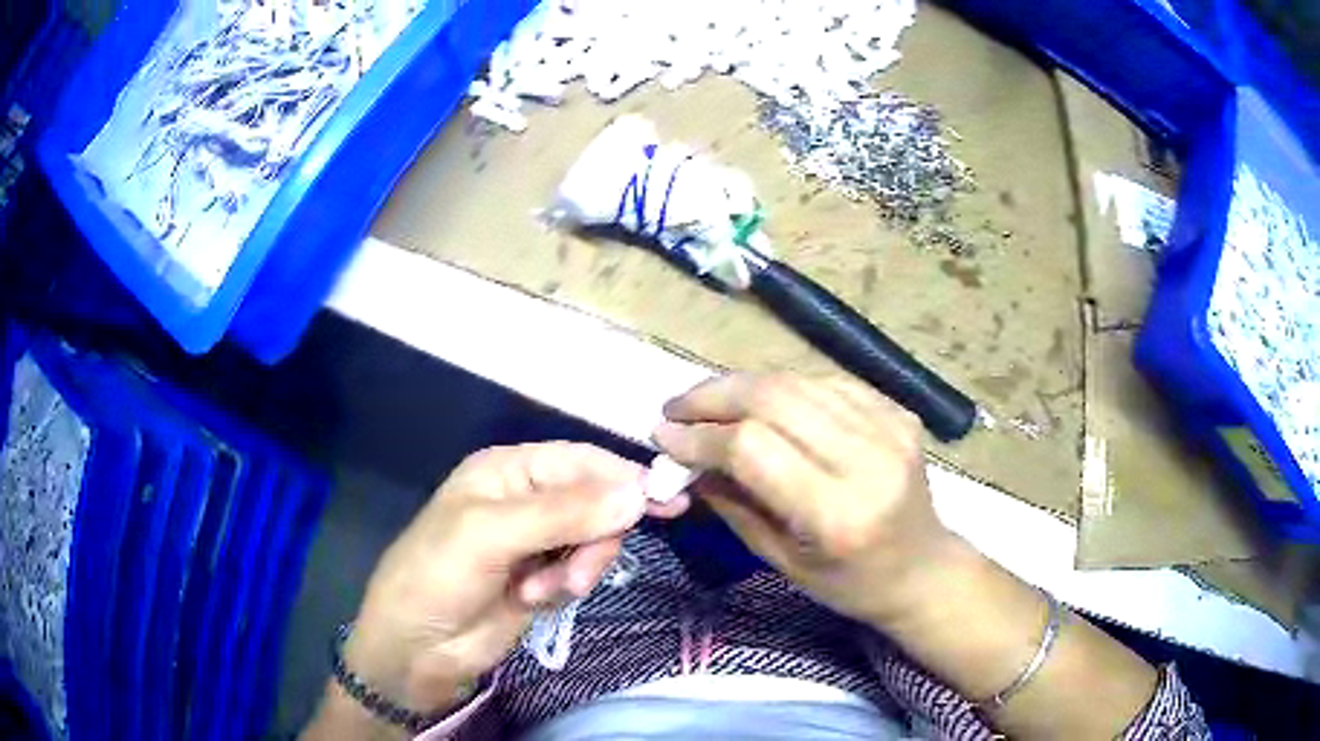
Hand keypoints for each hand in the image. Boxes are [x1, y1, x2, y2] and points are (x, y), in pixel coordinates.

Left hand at [343, 443, 688, 714]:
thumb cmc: (438, 576)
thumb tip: (639, 493)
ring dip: (581, 566)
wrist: (414, 648)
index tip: (669, 501)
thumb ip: (564, 514)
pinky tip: (540, 598)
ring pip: (593, 539)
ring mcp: (535, 542)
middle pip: (596, 502)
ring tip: (549, 591)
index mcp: (508, 471)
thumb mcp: (491, 535)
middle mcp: (525, 499)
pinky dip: (570, 585)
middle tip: (580, 573)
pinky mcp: (543, 578)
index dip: (625, 477)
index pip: (581, 461)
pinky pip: (580, 570)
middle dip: (596, 537)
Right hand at [653, 373, 958, 625]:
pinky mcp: (899, 412)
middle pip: (775, 398)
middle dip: (713, 396)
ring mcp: (891, 428)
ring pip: (798, 381)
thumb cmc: (849, 583)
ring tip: (708, 402)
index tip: (663, 435)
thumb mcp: (782, 561)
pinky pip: (827, 383)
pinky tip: (761, 402)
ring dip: (743, 386)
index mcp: (838, 513)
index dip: (700, 436)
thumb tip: (683, 460)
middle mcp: (869, 460)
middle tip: (676, 407)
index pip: (753, 448)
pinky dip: (785, 388)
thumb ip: (732, 505)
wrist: (923, 569)